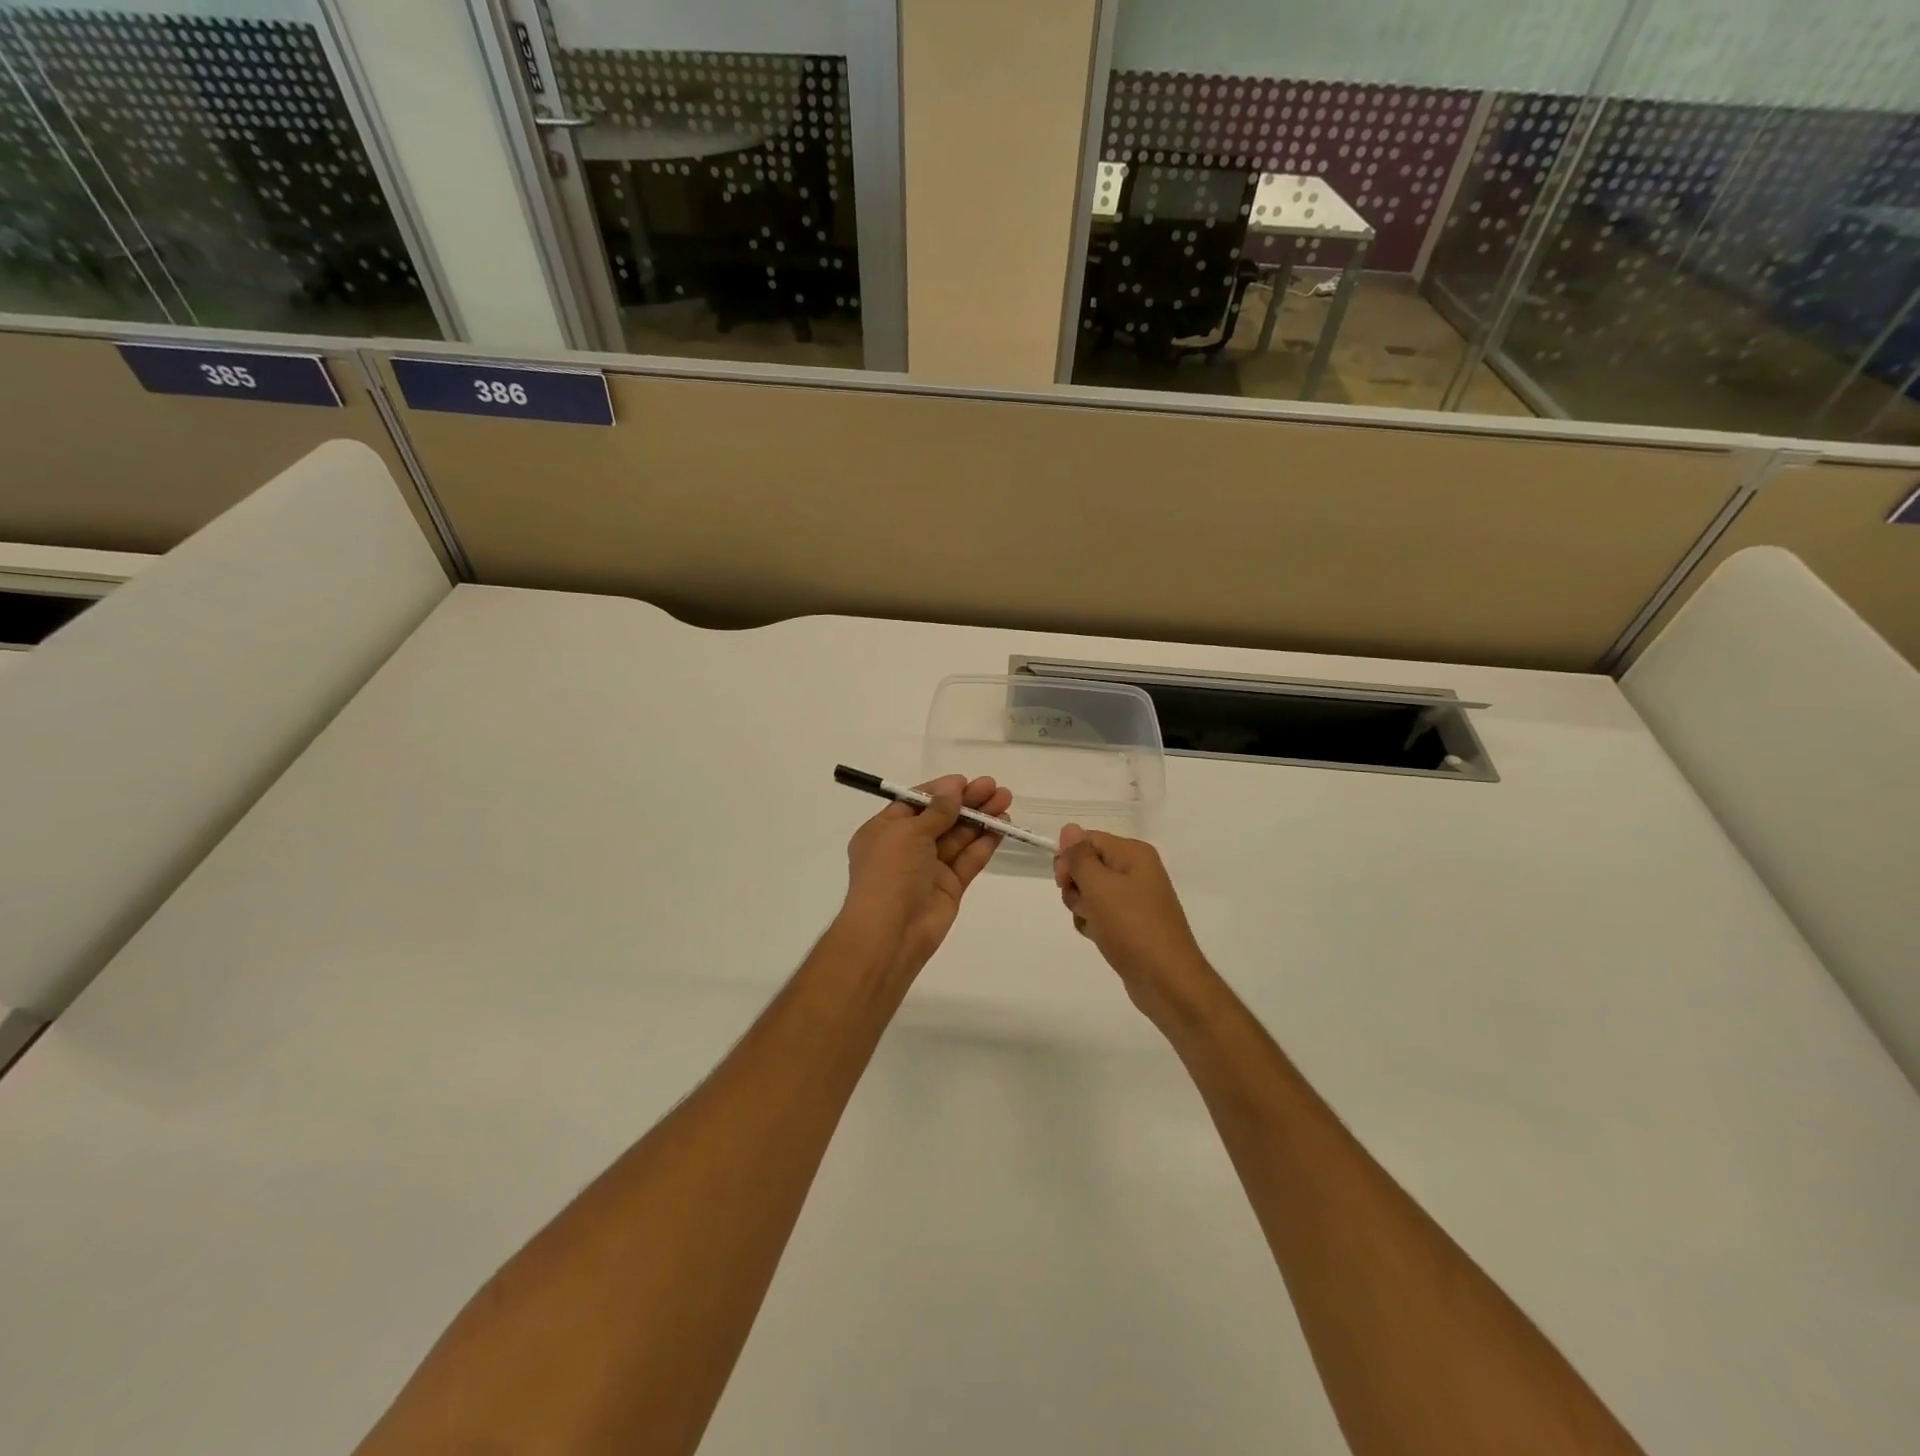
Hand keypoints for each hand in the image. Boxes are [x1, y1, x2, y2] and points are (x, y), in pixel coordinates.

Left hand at [837, 775, 1013, 982]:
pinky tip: (1002, 827)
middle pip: (941, 817)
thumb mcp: (908, 833)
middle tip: (995, 787)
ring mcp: (929, 868)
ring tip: (1005, 801)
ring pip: (958, 837)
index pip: (916, 802)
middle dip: (967, 802)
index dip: (941, 791)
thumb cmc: (890, 874)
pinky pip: (968, 859)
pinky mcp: (949, 887)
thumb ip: (936, 810)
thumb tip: (953, 787)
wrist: (891, 933)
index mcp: (885, 830)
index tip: (966, 781)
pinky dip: (984, 843)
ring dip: (980, 818)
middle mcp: (906, 847)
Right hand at [1054, 826, 1214, 1028]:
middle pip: (1088, 865)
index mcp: (1133, 854)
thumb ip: (1080, 856)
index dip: (1070, 858)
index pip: (1088, 840)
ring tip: (1096, 925)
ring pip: (1090, 892)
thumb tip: (1069, 828)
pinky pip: (1101, 914)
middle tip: (1086, 905)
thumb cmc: (1132, 927)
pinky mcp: (1131, 924)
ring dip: (1083, 908)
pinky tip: (1099, 937)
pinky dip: (1093, 924)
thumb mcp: (1100, 886)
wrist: (1166, 981)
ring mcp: (1135, 899)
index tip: (1063, 882)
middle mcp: (1136, 871)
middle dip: (1076, 885)